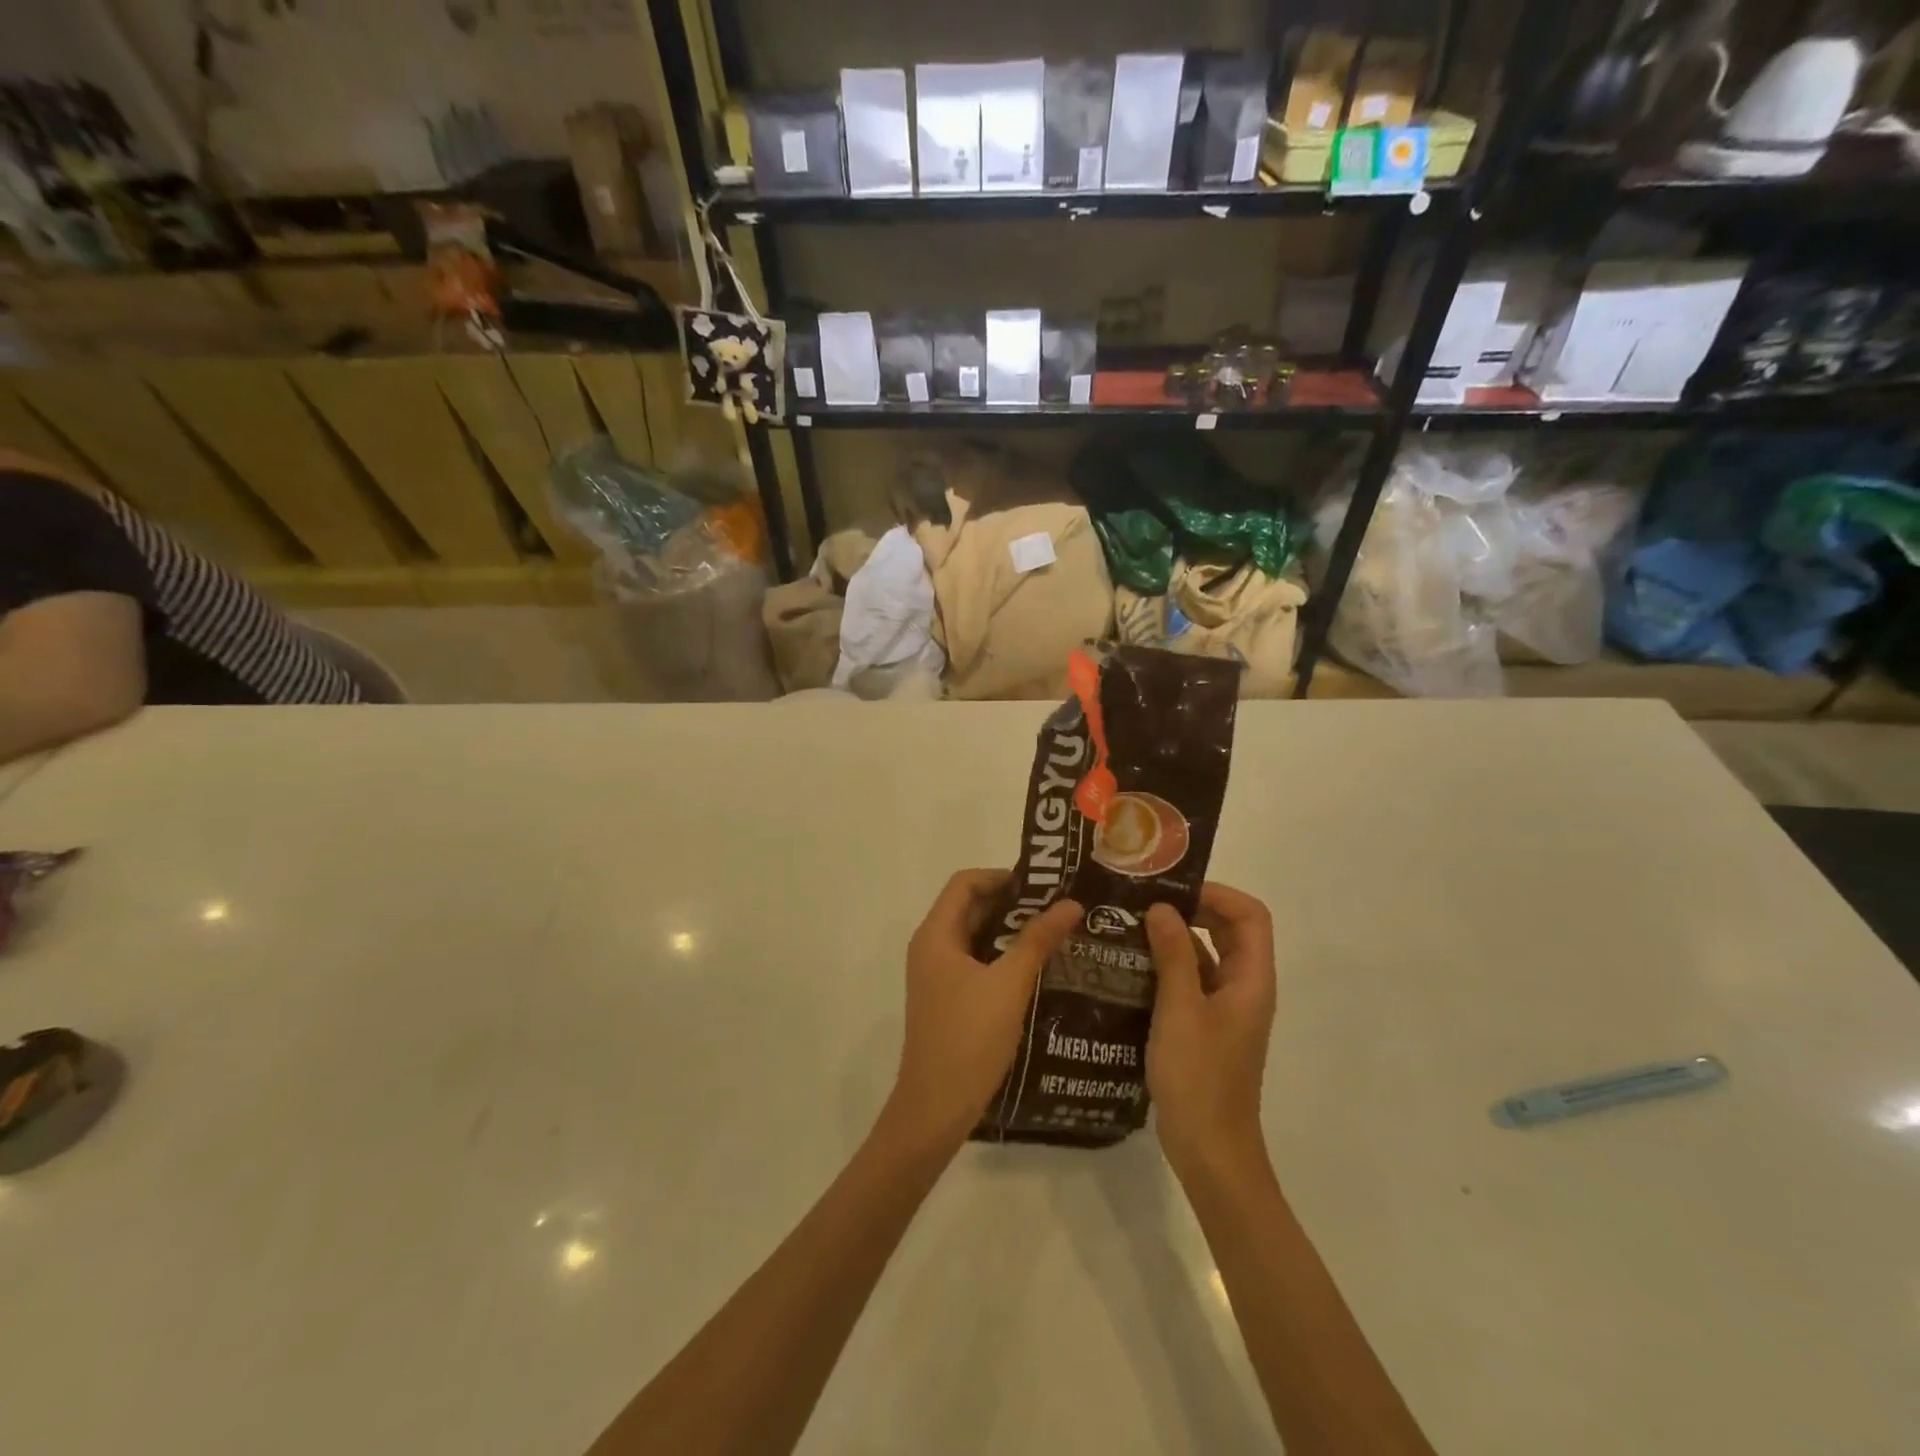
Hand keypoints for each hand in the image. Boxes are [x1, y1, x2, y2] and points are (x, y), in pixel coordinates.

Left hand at [881, 870, 1080, 1155]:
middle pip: (971, 907)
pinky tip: (1038, 969)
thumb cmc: (969, 1039)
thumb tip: (1072, 903)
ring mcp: (938, 975)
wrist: (935, 1109)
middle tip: (1058, 908)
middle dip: (1013, 903)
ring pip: (976, 937)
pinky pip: (977, 962)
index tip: (1043, 886)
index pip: (965, 883)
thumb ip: (1039, 940)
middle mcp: (931, 947)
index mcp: (935, 935)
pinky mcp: (948, 999)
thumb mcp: (1009, 984)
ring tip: (1056, 934)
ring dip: (1012, 932)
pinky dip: (1004, 957)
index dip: (1002, 876)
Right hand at [1145, 883, 1276, 1180]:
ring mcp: (1224, 1008)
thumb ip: (1174, 955)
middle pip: (1229, 930)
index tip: (1172, 889)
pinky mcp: (1204, 1026)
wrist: (1210, 1150)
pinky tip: (1131, 965)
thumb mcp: (1180, 1010)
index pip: (1251, 915)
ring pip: (1207, 955)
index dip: (1217, 893)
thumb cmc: (1199, 1077)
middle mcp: (1244, 987)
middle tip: (1145, 901)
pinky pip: (1190, 980)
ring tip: (1131, 926)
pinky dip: (1167, 965)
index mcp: (1251, 979)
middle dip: (1192, 909)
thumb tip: (1161, 908)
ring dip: (1175, 937)